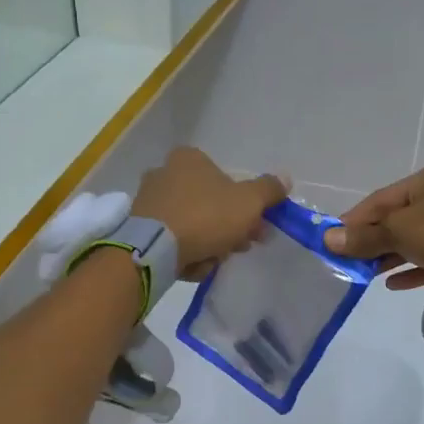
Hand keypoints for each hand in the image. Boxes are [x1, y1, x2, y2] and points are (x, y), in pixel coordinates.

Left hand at [133, 147, 288, 277]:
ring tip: (214, 260)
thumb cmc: (205, 216)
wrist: (154, 248)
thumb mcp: (248, 202)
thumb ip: (268, 189)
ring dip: (208, 243)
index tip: (256, 228)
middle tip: (240, 247)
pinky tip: (191, 264)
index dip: (246, 206)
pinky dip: (185, 251)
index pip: (226, 180)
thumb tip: (285, 178)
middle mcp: (164, 172)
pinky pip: (172, 238)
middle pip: (210, 204)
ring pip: (192, 223)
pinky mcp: (138, 227)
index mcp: (190, 158)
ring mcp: (148, 200)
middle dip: (228, 228)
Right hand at [323, 161, 423, 289]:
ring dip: (388, 255)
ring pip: (414, 238)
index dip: (355, 219)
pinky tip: (391, 283)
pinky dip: (411, 267)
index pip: (382, 198)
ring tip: (364, 274)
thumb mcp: (399, 232)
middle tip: (347, 260)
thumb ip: (364, 237)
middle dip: (372, 240)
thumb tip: (328, 239)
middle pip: (397, 218)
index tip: (332, 239)